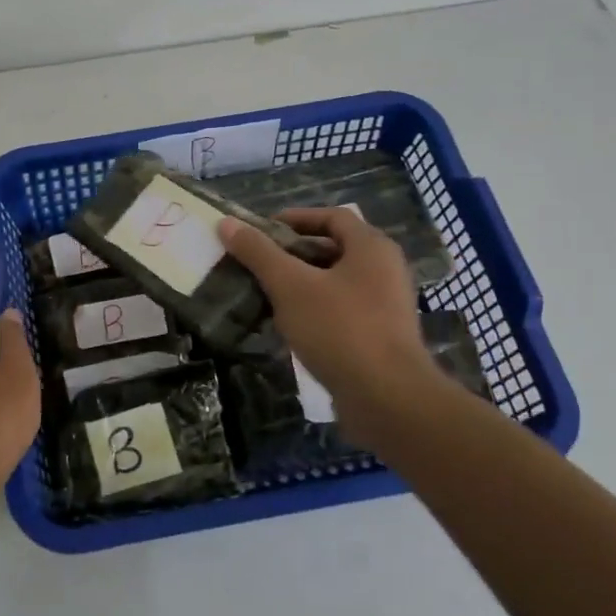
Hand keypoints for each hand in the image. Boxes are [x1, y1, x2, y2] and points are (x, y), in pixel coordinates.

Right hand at [219, 207, 442, 438]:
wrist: (388, 399)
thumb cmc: (340, 330)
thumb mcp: (290, 286)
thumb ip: (259, 253)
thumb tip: (228, 223)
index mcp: (371, 247)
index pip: (332, 216)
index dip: (295, 218)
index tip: (261, 230)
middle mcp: (385, 270)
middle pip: (333, 248)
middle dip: (293, 253)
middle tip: (257, 262)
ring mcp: (386, 305)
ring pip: (336, 282)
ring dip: (301, 284)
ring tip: (265, 293)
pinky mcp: (381, 336)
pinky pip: (342, 310)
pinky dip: (314, 310)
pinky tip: (288, 325)